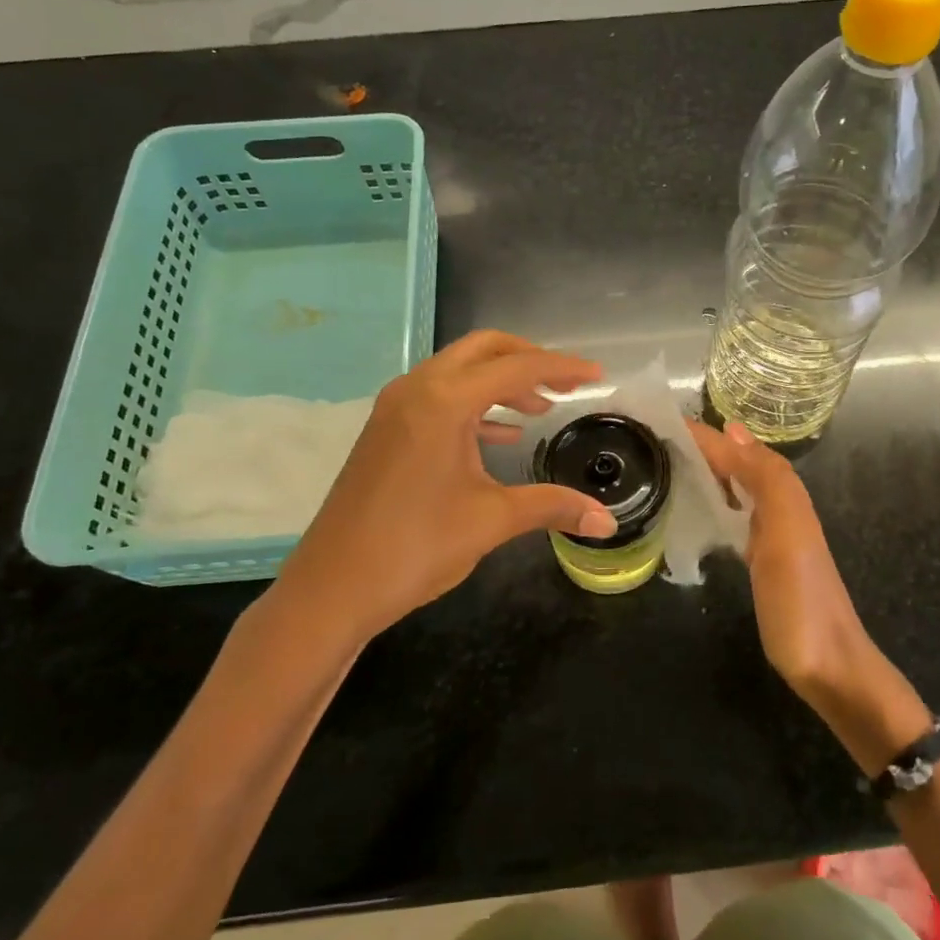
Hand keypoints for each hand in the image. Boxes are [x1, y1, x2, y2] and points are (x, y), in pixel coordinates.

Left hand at [271, 331, 615, 643]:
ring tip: (540, 408)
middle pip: (482, 350)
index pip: (516, 368)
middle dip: (528, 359)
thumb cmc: (415, 548)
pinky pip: (438, 396)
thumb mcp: (491, 521)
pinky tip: (500, 434)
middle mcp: (416, 389)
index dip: (561, 368)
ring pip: (458, 371)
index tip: (597, 376)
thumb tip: (607, 520)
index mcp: (443, 401)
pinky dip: (474, 404)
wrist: (332, 588)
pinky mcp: (385, 430)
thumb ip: (552, 507)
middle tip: (567, 382)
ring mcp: (395, 408)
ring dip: (500, 382)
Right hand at [689, 420, 929, 769]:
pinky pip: (737, 514)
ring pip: (739, 487)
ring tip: (673, 460)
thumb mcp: (785, 533)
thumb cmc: (800, 600)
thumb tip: (732, 431)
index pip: (739, 451)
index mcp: (785, 495)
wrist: (828, 665)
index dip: (706, 436)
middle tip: (659, 436)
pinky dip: (717, 500)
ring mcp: (773, 535)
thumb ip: (766, 480)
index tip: (662, 421)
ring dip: (712, 469)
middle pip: (741, 463)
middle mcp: (780, 507)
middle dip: (707, 445)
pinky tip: (700, 507)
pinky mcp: (762, 560)